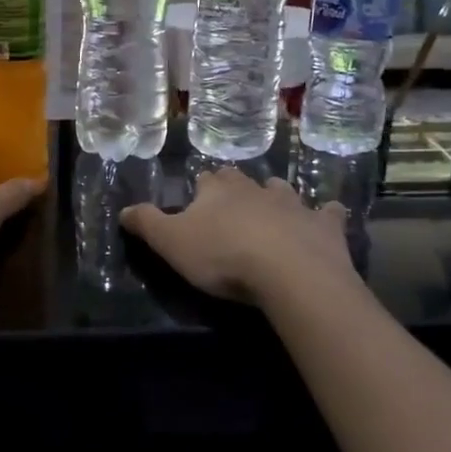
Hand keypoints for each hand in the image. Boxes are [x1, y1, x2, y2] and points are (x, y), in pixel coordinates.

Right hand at [121, 170, 351, 303]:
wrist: (287, 272)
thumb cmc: (222, 256)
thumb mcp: (170, 243)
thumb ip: (146, 223)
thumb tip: (122, 209)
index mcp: (217, 191)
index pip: (205, 180)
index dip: (200, 190)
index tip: (197, 201)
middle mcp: (255, 189)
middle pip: (242, 181)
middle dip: (236, 189)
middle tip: (231, 207)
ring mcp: (293, 204)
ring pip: (282, 191)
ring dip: (276, 198)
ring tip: (273, 212)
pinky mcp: (324, 226)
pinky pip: (328, 214)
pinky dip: (326, 216)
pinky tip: (328, 218)